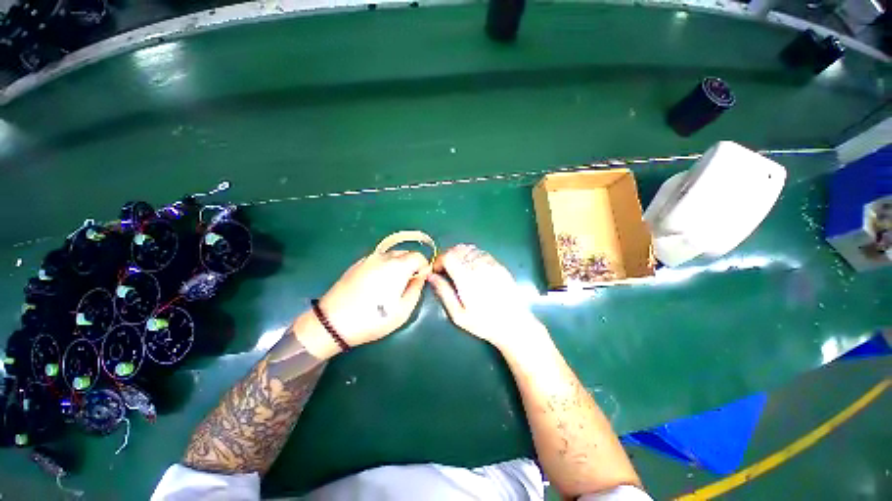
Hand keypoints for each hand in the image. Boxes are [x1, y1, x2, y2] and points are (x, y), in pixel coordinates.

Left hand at [309, 250, 429, 349]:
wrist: (332, 322)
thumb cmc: (373, 319)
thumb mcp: (403, 311)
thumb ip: (416, 290)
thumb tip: (421, 277)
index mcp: (398, 266)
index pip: (419, 256)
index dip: (424, 267)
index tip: (421, 280)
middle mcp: (384, 257)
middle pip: (405, 253)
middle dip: (411, 264)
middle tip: (408, 283)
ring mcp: (369, 259)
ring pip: (391, 254)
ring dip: (398, 264)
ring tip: (393, 283)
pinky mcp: (358, 264)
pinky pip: (378, 259)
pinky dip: (384, 265)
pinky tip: (377, 282)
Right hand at [427, 244, 546, 351]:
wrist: (514, 325)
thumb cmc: (484, 323)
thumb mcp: (458, 314)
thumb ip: (444, 292)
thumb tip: (431, 276)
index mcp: (466, 277)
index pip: (448, 256)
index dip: (438, 260)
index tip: (436, 270)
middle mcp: (478, 266)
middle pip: (458, 249)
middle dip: (447, 256)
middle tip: (444, 269)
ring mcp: (491, 264)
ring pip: (469, 248)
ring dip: (459, 254)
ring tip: (457, 268)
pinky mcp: (499, 265)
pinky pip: (481, 252)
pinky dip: (471, 254)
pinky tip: (471, 267)